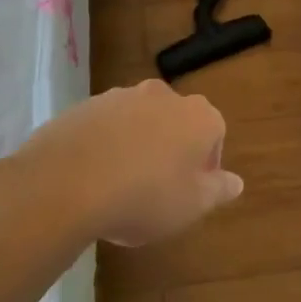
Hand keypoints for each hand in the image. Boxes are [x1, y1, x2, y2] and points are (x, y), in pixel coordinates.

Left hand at [10, 80, 243, 246]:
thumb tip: (236, 182)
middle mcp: (163, 96)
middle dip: (172, 151)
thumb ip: (218, 190)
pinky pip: (105, 127)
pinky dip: (105, 146)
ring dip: (138, 146)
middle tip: (159, 189)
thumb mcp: (192, 205)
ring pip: (140, 123)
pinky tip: (93, 179)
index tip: (192, 192)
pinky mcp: (83, 106)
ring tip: (121, 187)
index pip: (216, 134)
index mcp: (198, 116)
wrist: (65, 184)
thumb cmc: (144, 197)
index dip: (206, 166)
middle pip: (177, 123)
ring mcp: (120, 97)